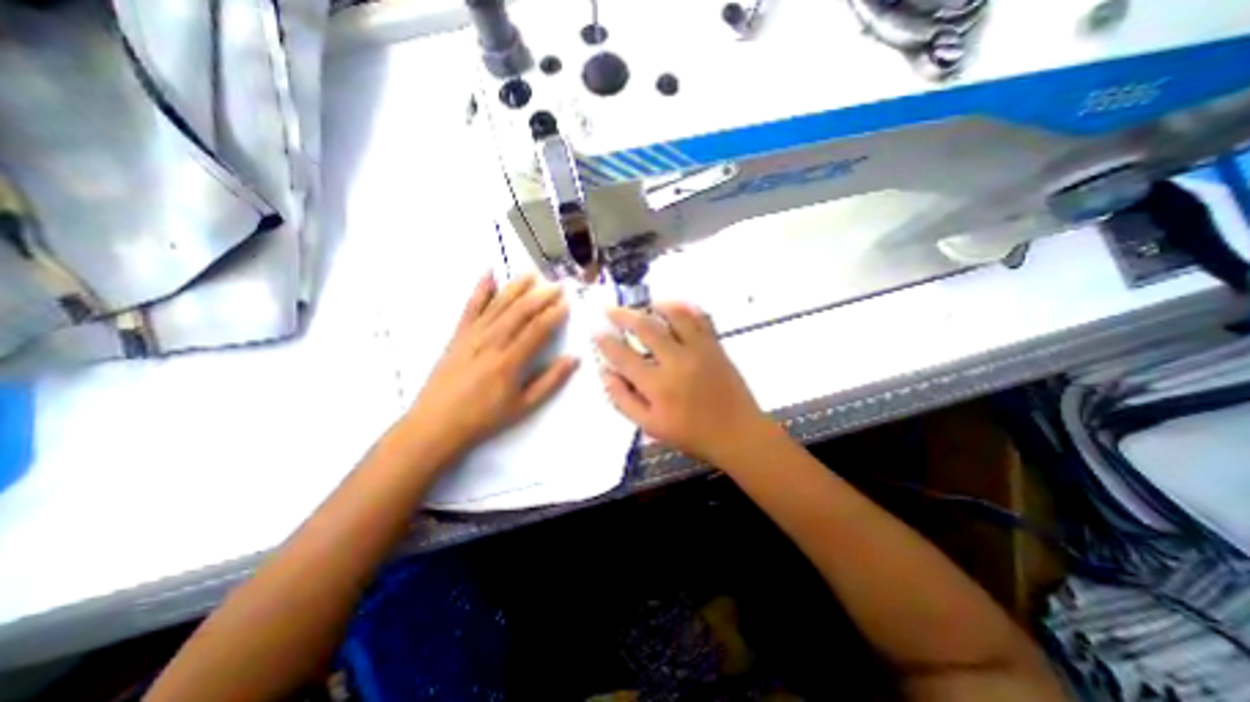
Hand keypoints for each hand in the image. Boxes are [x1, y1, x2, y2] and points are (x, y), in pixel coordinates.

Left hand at [400, 271, 574, 456]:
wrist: (436, 424)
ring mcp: (472, 336)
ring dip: (516, 288)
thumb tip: (574, 359)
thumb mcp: (523, 406)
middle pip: (520, 312)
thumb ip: (550, 381)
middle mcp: (491, 342)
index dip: (554, 315)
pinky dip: (480, 289)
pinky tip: (489, 274)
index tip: (567, 304)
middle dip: (540, 296)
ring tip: (532, 274)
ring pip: (498, 304)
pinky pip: (470, 307)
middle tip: (557, 286)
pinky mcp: (458, 335)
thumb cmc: (484, 418)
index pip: (537, 329)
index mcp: (509, 361)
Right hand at [596, 301, 771, 464]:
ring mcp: (699, 349)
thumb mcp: (650, 426)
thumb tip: (605, 374)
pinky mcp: (715, 346)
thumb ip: (624, 400)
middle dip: (623, 315)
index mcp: (657, 385)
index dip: (605, 342)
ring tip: (644, 304)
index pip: (623, 356)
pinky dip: (686, 308)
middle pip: (645, 328)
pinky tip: (676, 306)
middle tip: (610, 309)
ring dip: (655, 305)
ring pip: (674, 316)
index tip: (596, 332)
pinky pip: (700, 318)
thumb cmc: (691, 434)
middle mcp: (676, 361)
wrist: (737, 433)